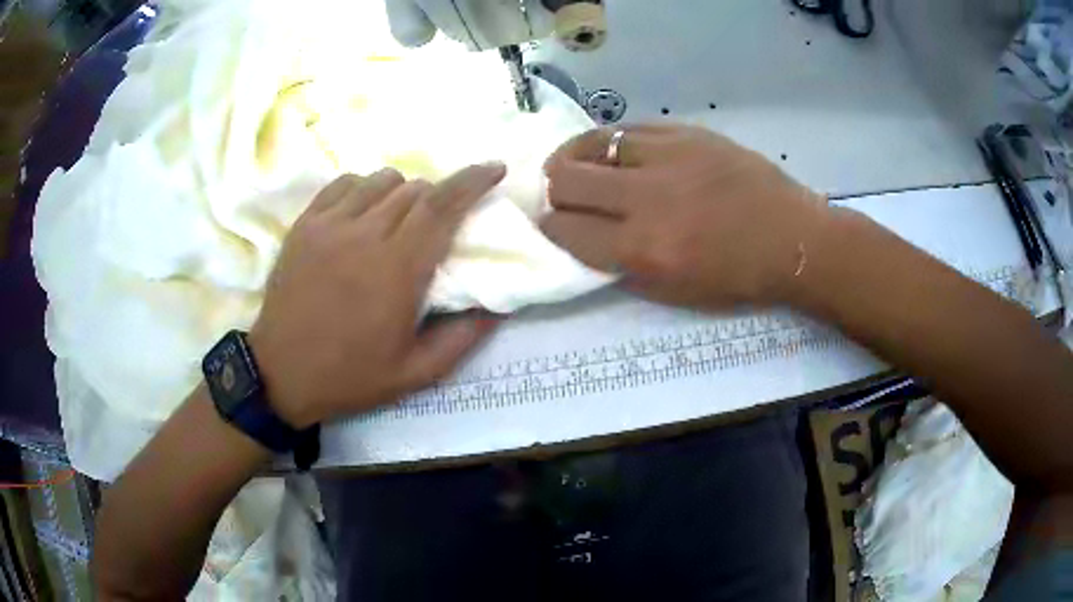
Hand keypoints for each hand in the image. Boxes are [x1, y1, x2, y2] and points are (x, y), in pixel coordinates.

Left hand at [248, 165, 505, 427]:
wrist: (281, 374)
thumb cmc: (350, 375)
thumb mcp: (415, 373)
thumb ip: (462, 339)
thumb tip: (497, 308)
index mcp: (397, 270)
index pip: (443, 206)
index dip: (474, 180)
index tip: (495, 168)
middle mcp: (365, 234)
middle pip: (415, 190)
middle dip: (438, 197)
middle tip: (437, 224)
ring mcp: (329, 225)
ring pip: (381, 180)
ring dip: (403, 191)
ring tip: (399, 218)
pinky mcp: (305, 224)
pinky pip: (344, 184)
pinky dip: (364, 187)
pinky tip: (362, 211)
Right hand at [542, 125, 833, 309]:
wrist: (793, 239)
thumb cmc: (737, 277)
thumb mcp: (674, 292)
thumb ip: (621, 265)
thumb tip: (582, 237)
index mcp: (644, 250)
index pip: (566, 230)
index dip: (549, 228)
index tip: (551, 226)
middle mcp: (647, 199)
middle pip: (565, 181)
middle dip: (552, 192)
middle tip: (561, 196)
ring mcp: (666, 157)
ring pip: (589, 145)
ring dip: (572, 159)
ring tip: (574, 166)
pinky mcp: (684, 133)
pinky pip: (625, 129)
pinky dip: (607, 141)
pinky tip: (609, 150)